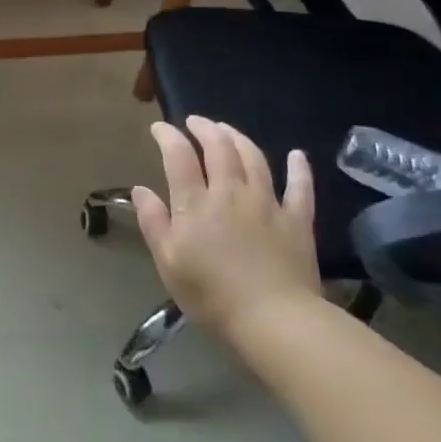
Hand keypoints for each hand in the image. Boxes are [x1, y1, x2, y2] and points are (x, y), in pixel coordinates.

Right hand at [133, 116, 322, 348]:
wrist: (274, 319)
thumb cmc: (211, 295)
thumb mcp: (168, 262)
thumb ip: (153, 222)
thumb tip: (140, 189)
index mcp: (196, 203)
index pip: (179, 156)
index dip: (168, 136)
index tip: (159, 128)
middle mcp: (231, 192)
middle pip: (219, 148)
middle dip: (205, 128)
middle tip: (195, 121)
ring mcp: (268, 203)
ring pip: (254, 158)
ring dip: (239, 138)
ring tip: (228, 130)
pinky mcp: (297, 220)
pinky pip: (300, 187)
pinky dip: (299, 168)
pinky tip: (297, 154)